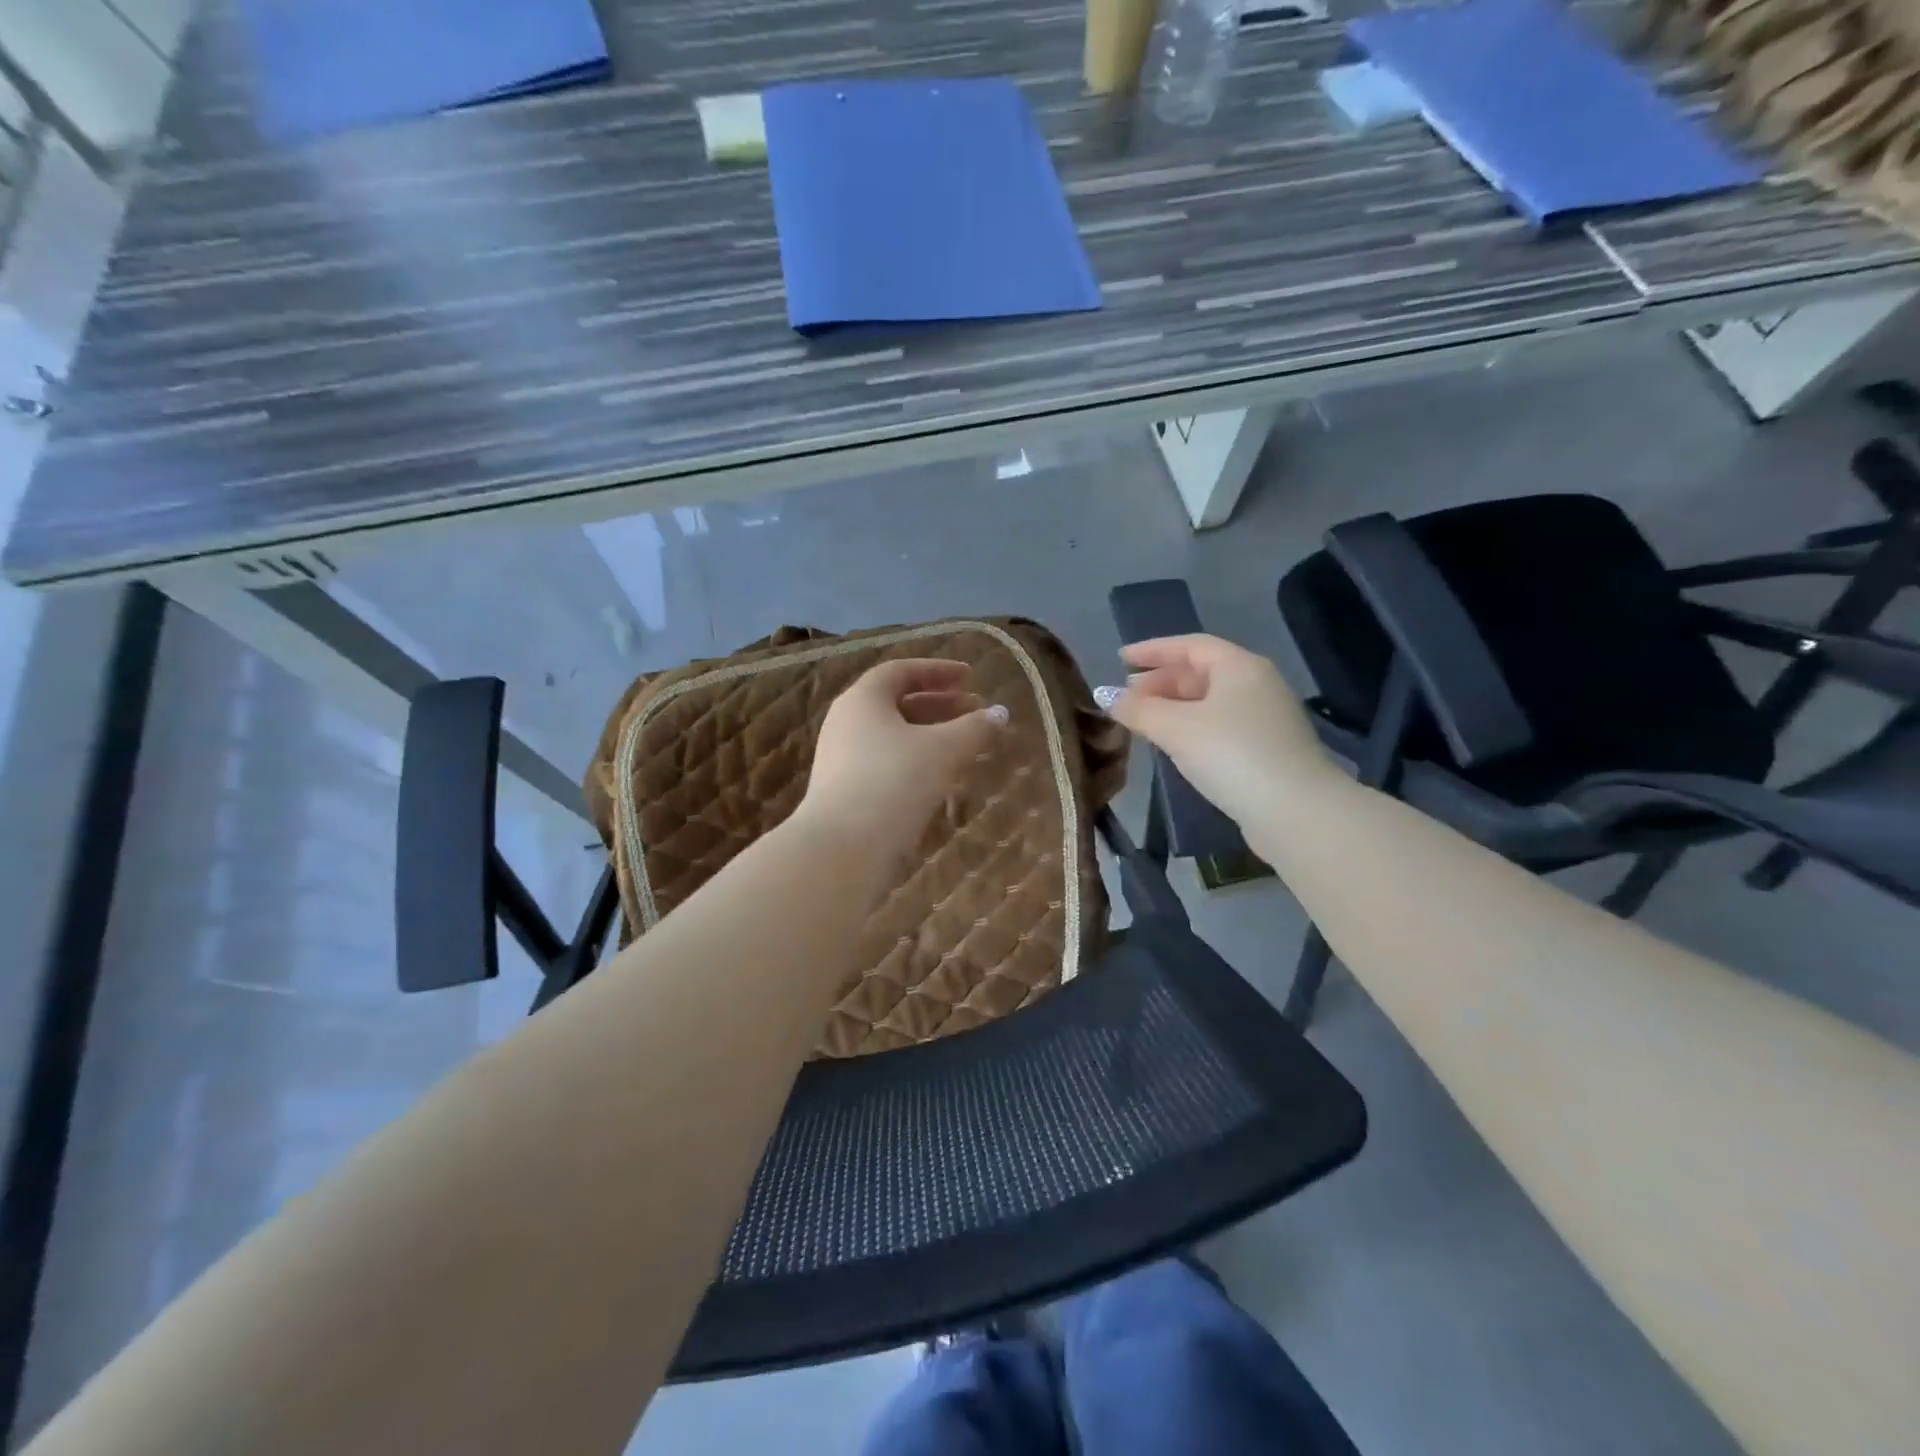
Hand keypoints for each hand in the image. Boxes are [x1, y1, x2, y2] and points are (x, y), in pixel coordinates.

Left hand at [797, 658, 1006, 859]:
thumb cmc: (895, 782)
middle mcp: (846, 722)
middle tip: (974, 711)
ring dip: (929, 735)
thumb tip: (1002, 713)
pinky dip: (914, 760)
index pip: (901, 671)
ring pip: (891, 735)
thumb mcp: (943, 750)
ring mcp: (841, 758)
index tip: (971, 677)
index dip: (938, 671)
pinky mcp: (844, 790)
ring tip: (963, 746)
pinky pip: (884, 762)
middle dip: (939, 704)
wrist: (843, 848)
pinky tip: (939, 779)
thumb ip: (975, 728)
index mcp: (863, 699)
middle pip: (896, 703)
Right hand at [1105, 634, 1338, 824]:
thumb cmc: (1232, 755)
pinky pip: (1220, 725)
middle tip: (1127, 698)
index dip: (1153, 650)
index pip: (1190, 646)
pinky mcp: (1268, 749)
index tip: (1121, 660)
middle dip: (1160, 682)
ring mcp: (1266, 717)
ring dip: (1173, 707)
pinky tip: (1174, 745)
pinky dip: (1191, 727)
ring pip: (1210, 701)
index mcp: (1239, 667)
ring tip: (1143, 722)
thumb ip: (1139, 710)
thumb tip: (1108, 697)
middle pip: (1201, 673)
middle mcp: (1257, 684)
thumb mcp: (1176, 729)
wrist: (1295, 811)